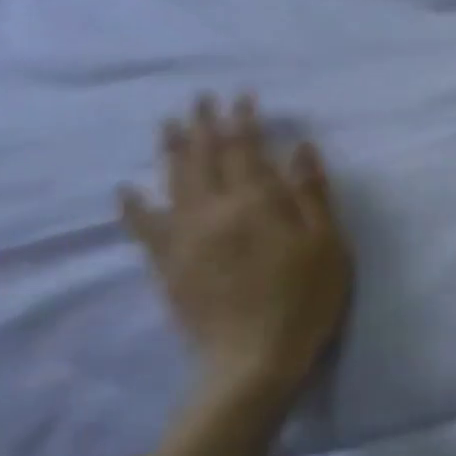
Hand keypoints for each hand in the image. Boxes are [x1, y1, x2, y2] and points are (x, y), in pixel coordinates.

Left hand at [120, 94, 352, 401]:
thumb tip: (300, 148)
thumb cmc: (305, 298)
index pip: (245, 149)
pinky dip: (135, 205)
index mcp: (255, 203)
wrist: (254, 359)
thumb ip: (312, 193)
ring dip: (171, 150)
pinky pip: (145, 227)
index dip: (243, 120)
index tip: (242, 97)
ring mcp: (184, 238)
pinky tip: (127, 190)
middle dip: (204, 125)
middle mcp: (213, 211)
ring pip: (172, 182)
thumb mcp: (328, 243)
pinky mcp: (168, 265)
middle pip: (204, 158)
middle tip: (201, 99)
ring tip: (170, 125)